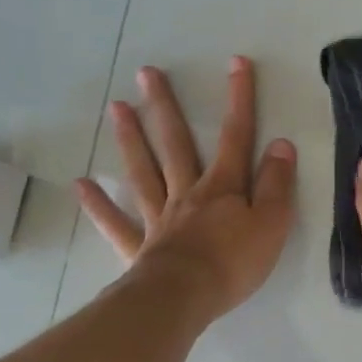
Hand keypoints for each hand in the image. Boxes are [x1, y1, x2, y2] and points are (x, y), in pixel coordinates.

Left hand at [75, 57, 296, 320]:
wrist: (185, 298)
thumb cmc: (234, 262)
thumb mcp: (272, 223)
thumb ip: (276, 184)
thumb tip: (280, 144)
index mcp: (222, 187)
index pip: (235, 136)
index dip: (239, 99)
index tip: (236, 62)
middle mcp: (187, 193)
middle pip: (175, 144)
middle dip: (166, 107)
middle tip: (147, 74)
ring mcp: (159, 218)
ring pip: (144, 172)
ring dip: (131, 140)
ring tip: (117, 108)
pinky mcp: (139, 247)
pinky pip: (116, 223)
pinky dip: (99, 205)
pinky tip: (81, 184)